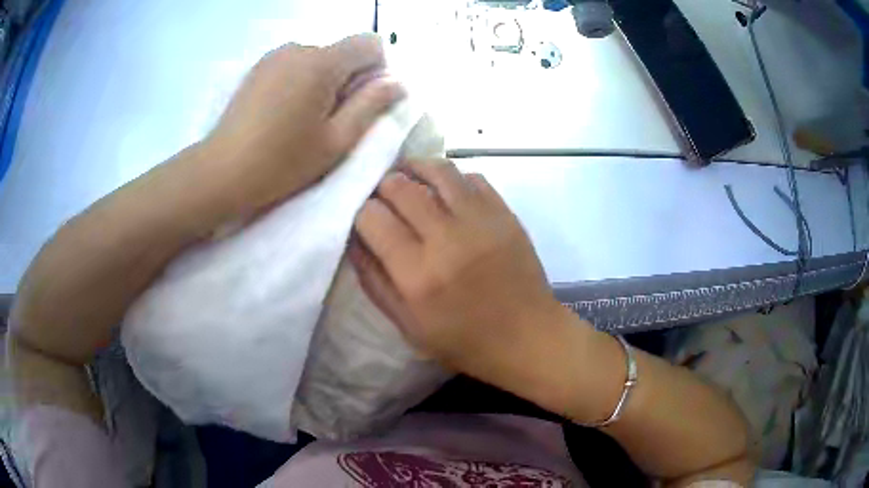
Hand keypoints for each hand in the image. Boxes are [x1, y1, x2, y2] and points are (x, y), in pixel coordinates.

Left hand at [205, 34, 403, 213]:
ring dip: (322, 83)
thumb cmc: (282, 162)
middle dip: (347, 79)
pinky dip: (300, 83)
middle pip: (342, 52)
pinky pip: (294, 65)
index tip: (361, 102)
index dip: (376, 70)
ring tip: (300, 120)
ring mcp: (274, 56)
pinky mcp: (258, 68)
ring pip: (318, 60)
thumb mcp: (337, 140)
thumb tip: (397, 83)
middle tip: (327, 121)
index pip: (370, 43)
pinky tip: (281, 114)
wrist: (221, 172)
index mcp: (322, 62)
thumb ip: (371, 105)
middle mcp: (298, 48)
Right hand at [352, 160, 570, 389]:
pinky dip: (453, 180)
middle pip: (400, 186)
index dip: (362, 212)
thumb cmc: (464, 341)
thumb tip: (354, 238)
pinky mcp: (505, 214)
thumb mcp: (407, 324)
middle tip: (384, 197)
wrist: (527, 337)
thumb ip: (374, 280)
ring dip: (416, 169)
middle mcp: (447, 239)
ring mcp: (481, 221)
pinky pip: (472, 178)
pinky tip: (447, 193)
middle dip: (384, 187)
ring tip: (409, 178)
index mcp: (417, 274)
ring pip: (438, 170)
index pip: (372, 217)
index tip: (366, 218)